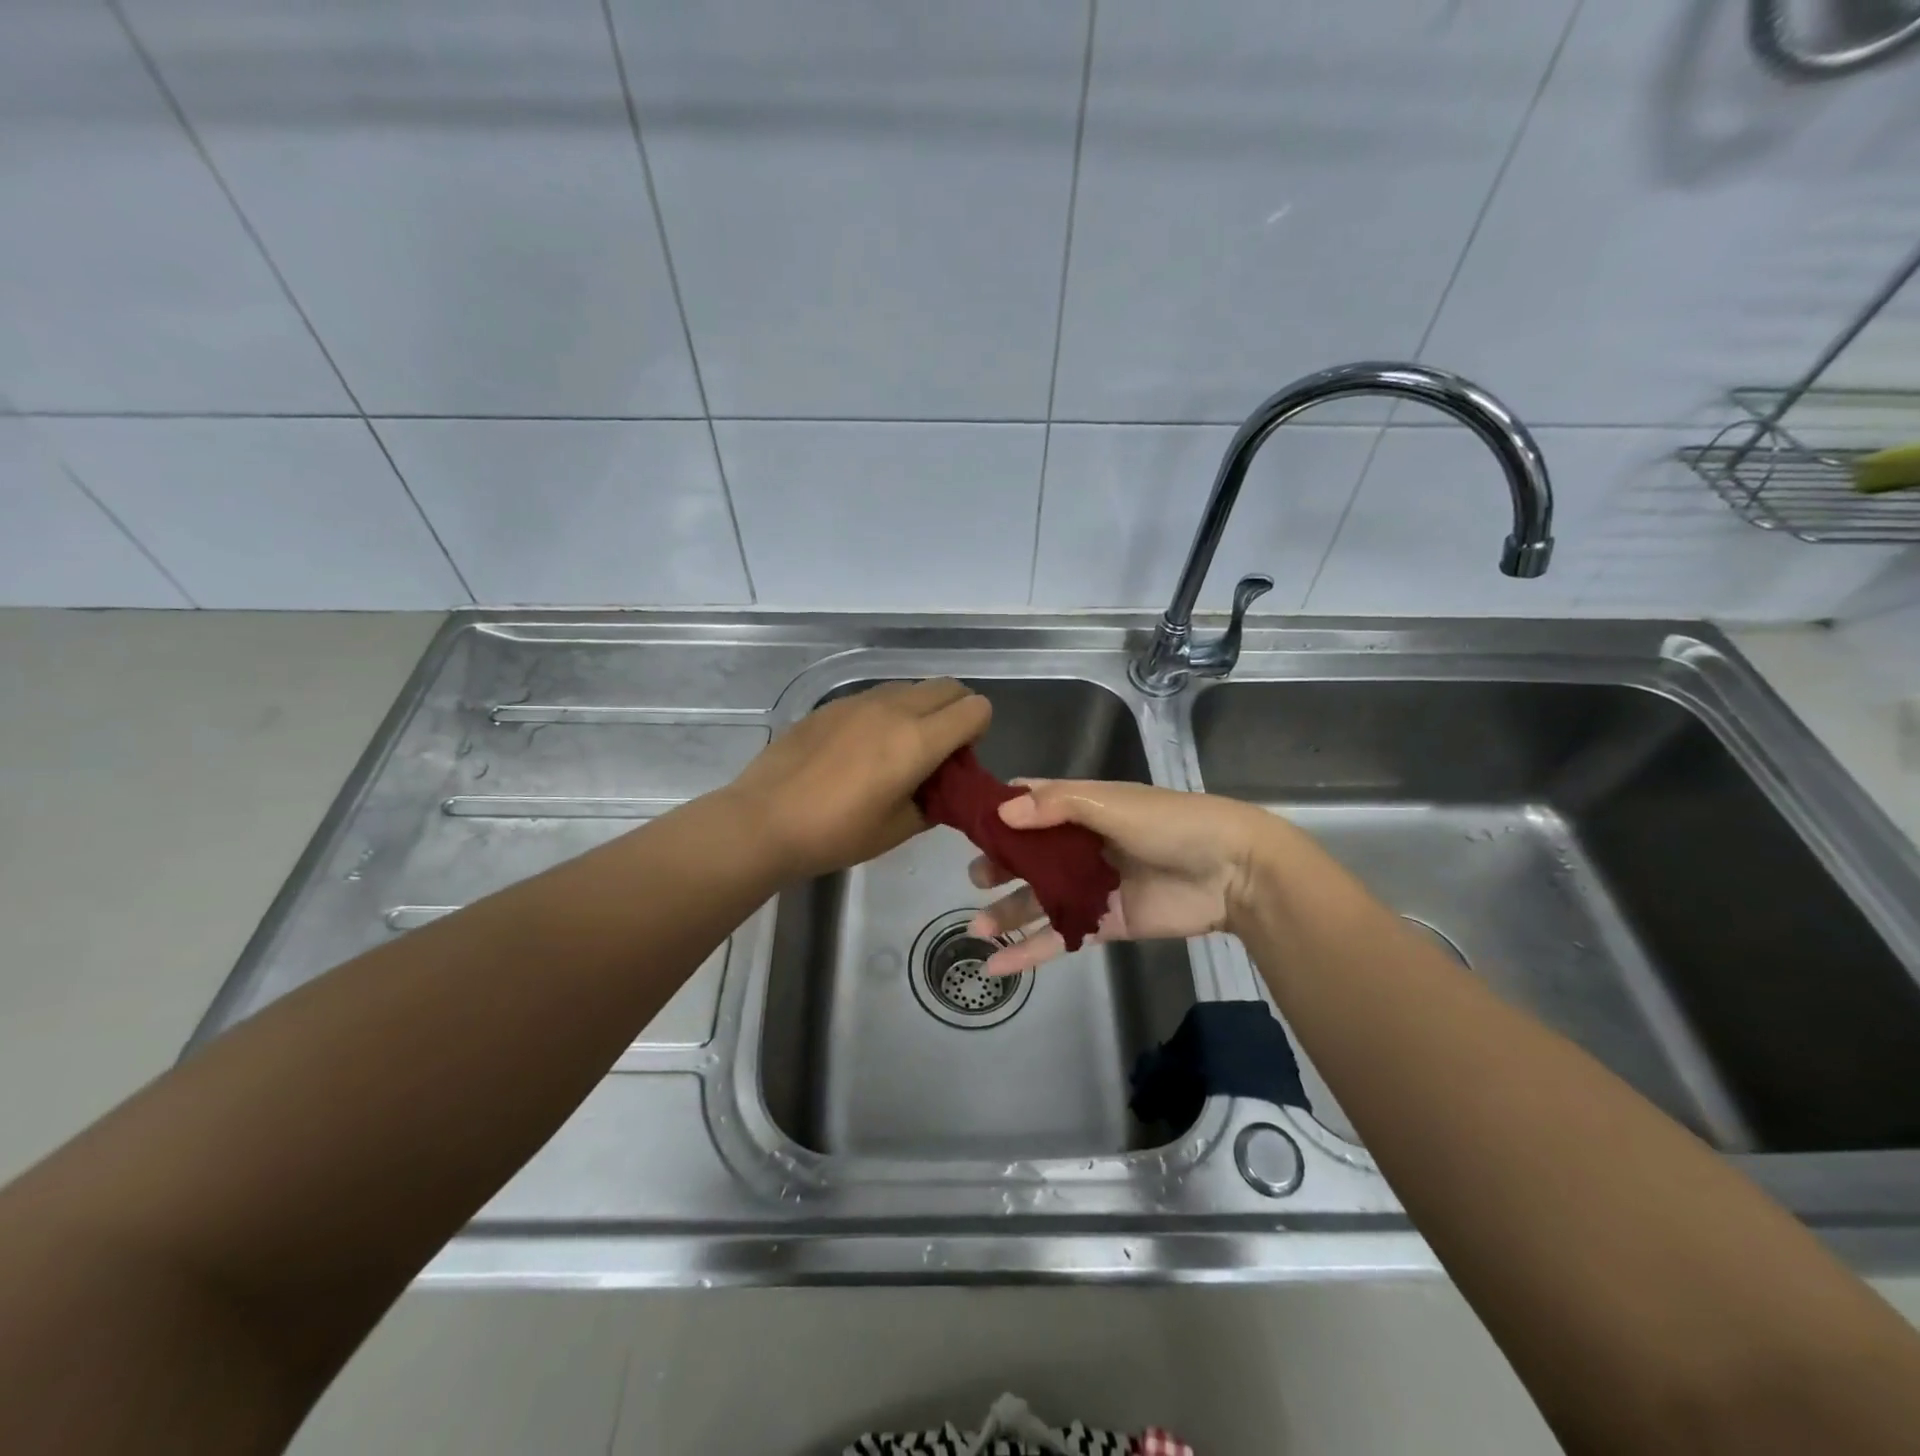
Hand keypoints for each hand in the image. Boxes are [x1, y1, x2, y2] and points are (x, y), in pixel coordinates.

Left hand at [728, 679, 991, 880]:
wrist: (763, 820)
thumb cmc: (836, 834)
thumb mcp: (899, 830)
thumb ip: (935, 803)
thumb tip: (943, 790)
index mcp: (918, 740)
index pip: (975, 708)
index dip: (978, 731)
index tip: (960, 760)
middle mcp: (894, 708)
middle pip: (948, 687)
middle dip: (957, 712)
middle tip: (939, 751)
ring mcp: (859, 700)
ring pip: (912, 687)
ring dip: (922, 709)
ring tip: (899, 749)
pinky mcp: (832, 704)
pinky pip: (878, 696)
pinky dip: (889, 712)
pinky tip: (862, 749)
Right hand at [966, 779, 1297, 974]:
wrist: (1232, 872)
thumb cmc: (1171, 824)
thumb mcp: (1111, 804)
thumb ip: (1057, 806)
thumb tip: (1002, 814)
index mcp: (1081, 808)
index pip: (1031, 803)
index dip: (999, 811)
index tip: (965, 822)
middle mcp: (1079, 845)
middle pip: (1027, 854)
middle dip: (999, 865)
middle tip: (978, 877)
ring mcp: (1090, 887)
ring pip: (1038, 900)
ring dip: (1007, 914)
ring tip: (977, 929)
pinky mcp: (1102, 924)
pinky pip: (1058, 937)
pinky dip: (1028, 953)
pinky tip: (996, 967)